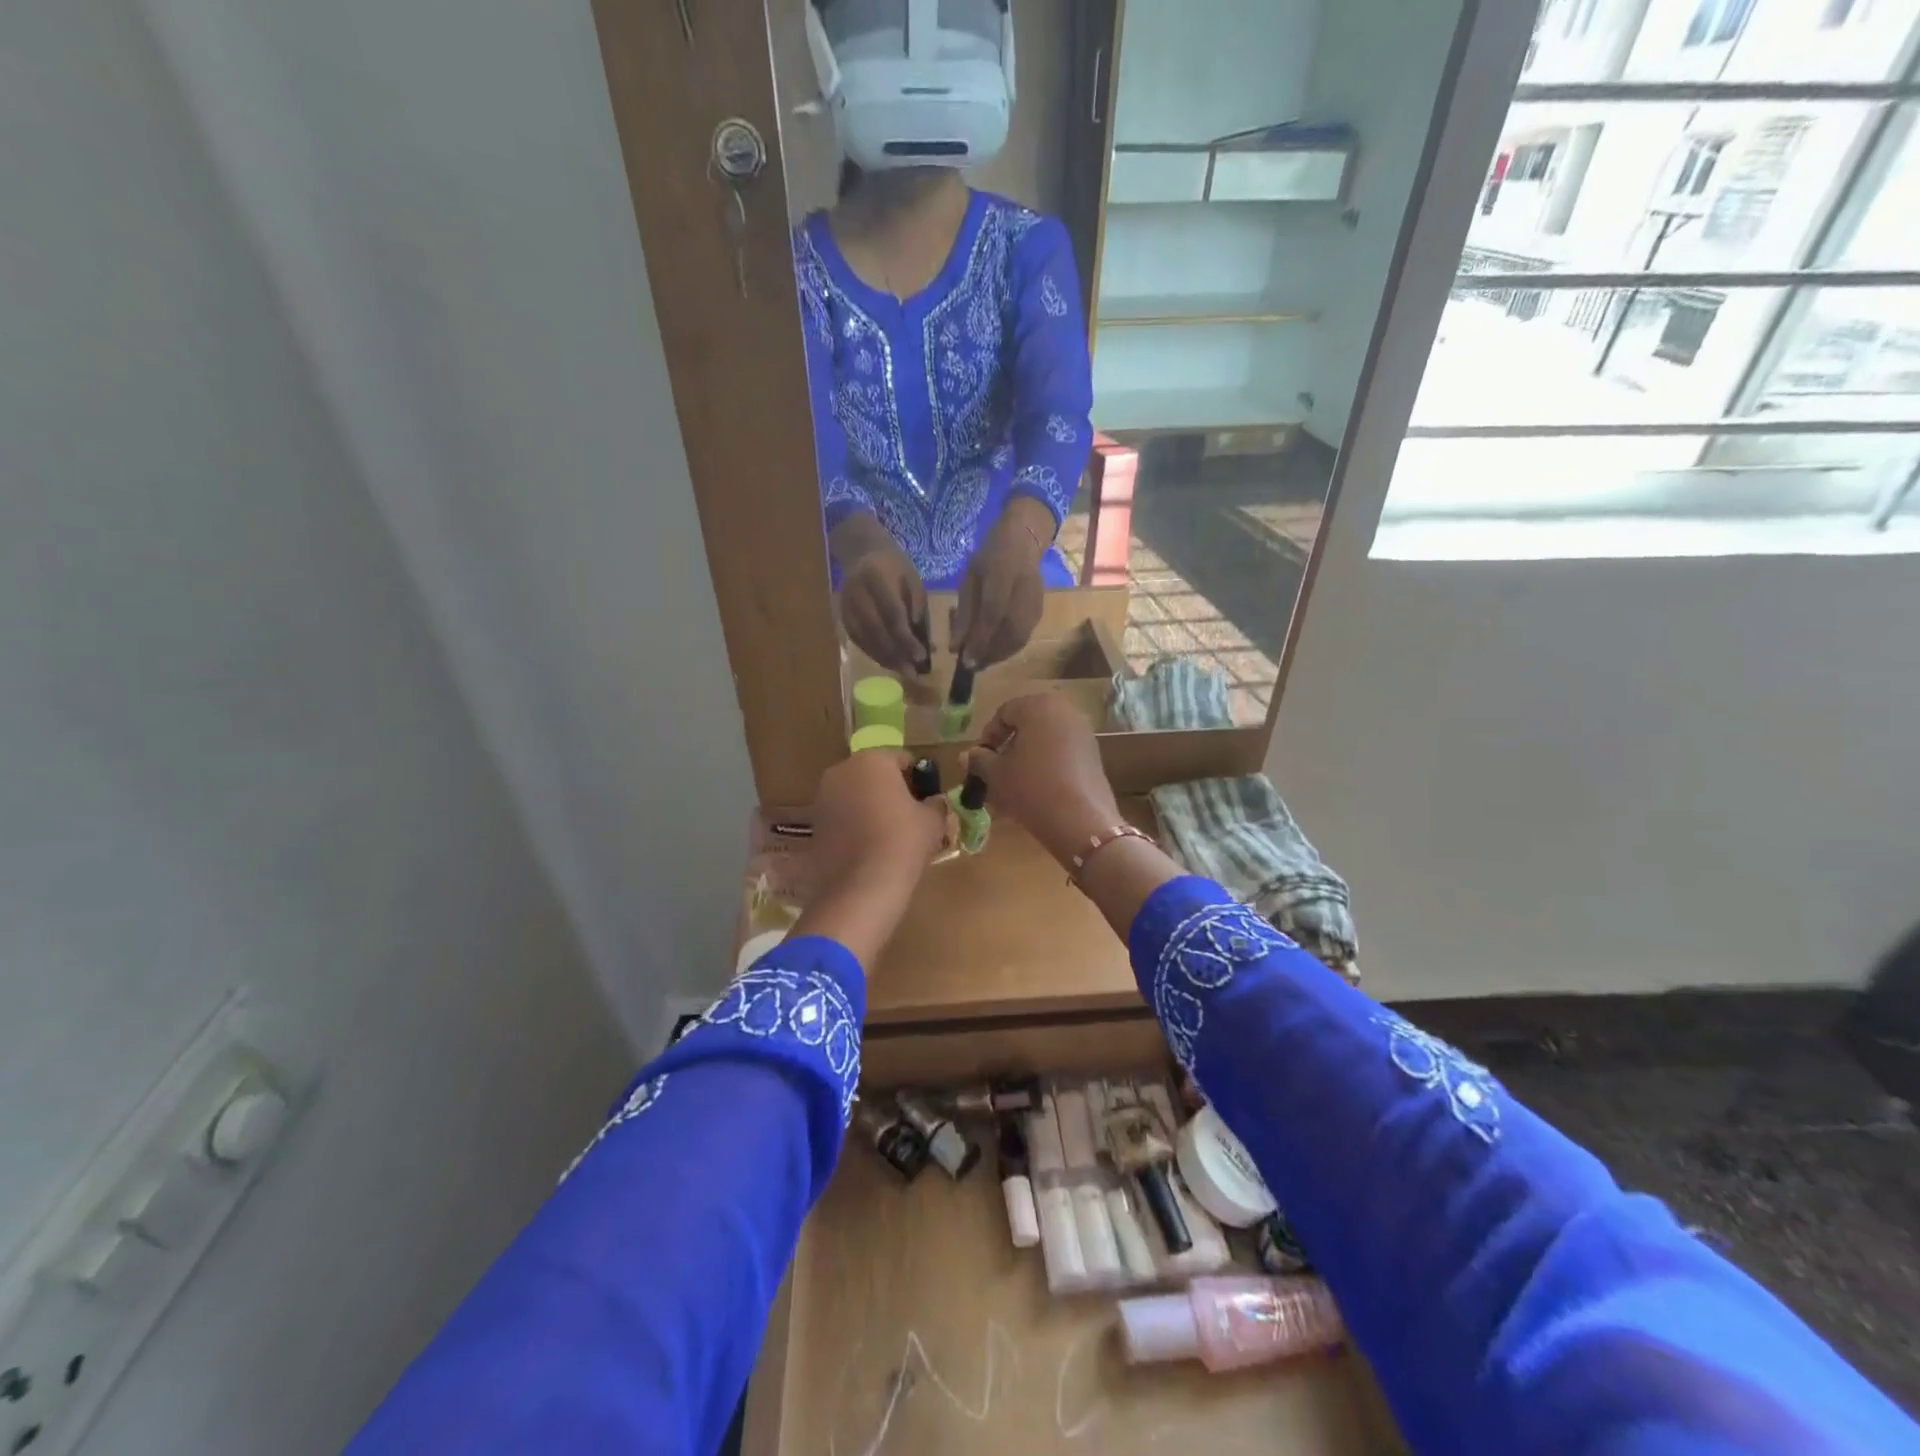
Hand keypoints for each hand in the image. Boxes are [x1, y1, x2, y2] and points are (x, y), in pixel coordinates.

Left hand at [794, 749, 951, 966]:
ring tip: (889, 833)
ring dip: (870, 806)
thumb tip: (934, 802)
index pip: (903, 759)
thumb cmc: (903, 841)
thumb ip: (936, 803)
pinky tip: (869, 846)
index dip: (919, 778)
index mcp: (872, 760)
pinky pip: (842, 815)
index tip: (928, 799)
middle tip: (910, 815)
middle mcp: (842, 770)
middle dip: (891, 789)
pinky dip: (854, 824)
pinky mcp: (814, 823)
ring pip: (855, 794)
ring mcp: (823, 797)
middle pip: (875, 774)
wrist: (862, 886)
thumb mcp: (934, 820)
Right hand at [834, 521, 930, 674]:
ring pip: (865, 638)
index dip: (906, 638)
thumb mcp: (913, 579)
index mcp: (876, 577)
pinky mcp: (841, 615)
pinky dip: (873, 653)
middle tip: (912, 672)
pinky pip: (858, 639)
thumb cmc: (894, 566)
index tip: (921, 656)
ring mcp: (845, 605)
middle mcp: (856, 592)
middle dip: (896, 653)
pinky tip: (888, 662)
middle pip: (876, 629)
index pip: (892, 613)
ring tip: (903, 672)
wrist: (862, 552)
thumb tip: (919, 638)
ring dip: (884, 658)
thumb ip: (917, 606)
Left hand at [953, 497, 1051, 668]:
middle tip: (970, 666)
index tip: (964, 660)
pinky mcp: (1040, 611)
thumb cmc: (990, 557)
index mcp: (1003, 573)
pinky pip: (1024, 637)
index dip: (979, 639)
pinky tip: (993, 652)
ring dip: (998, 655)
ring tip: (980, 662)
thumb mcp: (969, 578)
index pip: (992, 613)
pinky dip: (1008, 649)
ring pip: (1019, 638)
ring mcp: (1035, 602)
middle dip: (988, 653)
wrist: (1024, 541)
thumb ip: (964, 613)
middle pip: (1009, 632)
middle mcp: (1023, 589)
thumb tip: (955, 647)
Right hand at [963, 694, 1120, 866]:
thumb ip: (979, 760)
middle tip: (995, 772)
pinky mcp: (1094, 755)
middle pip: (1027, 725)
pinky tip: (1035, 790)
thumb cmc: (1032, 788)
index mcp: (1038, 706)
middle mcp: (1065, 711)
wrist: (1081, 821)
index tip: (979, 761)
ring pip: (1044, 741)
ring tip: (1012, 786)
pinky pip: (1061, 754)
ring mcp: (1083, 733)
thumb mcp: (997, 774)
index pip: (1004, 713)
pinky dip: (1045, 766)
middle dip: (1008, 748)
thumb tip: (967, 755)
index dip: (988, 736)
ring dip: (1025, 759)